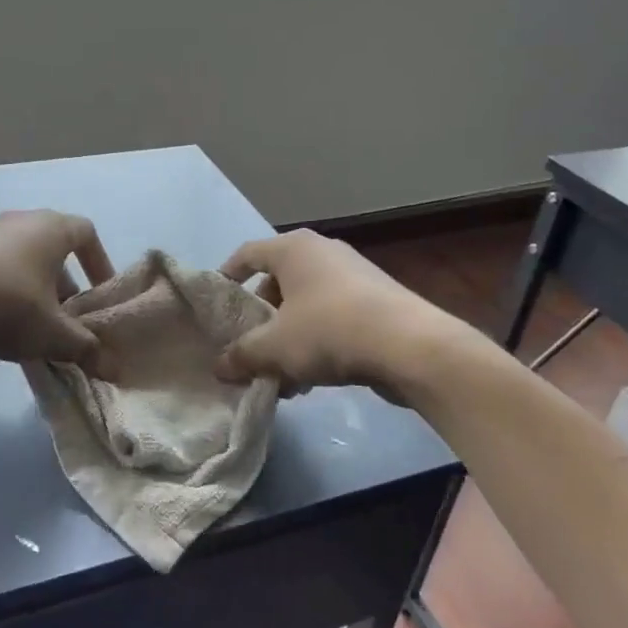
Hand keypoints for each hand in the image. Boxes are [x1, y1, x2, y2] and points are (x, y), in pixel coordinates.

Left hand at [0, 211, 115, 370]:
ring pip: (26, 262)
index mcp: (51, 228)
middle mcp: (22, 221)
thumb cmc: (2, 303)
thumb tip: (113, 368)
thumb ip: (85, 348)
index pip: (88, 234)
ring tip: (36, 330)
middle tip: (70, 322)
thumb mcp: (50, 333)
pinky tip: (0, 325)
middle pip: (56, 251)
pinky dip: (8, 292)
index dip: (100, 264)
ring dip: (37, 293)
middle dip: (67, 288)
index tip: (101, 296)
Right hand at [212, 230, 463, 399]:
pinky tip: (312, 379)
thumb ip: (241, 355)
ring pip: (306, 303)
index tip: (216, 305)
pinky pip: (333, 316)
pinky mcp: (377, 299)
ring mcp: (354, 273)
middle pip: (277, 281)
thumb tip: (219, 367)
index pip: (247, 254)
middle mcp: (323, 251)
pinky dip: (317, 340)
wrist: (410, 346)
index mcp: (293, 249)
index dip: (227, 277)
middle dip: (261, 317)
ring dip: (289, 335)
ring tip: (279, 373)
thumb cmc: (329, 330)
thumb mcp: (274, 348)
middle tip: (248, 345)